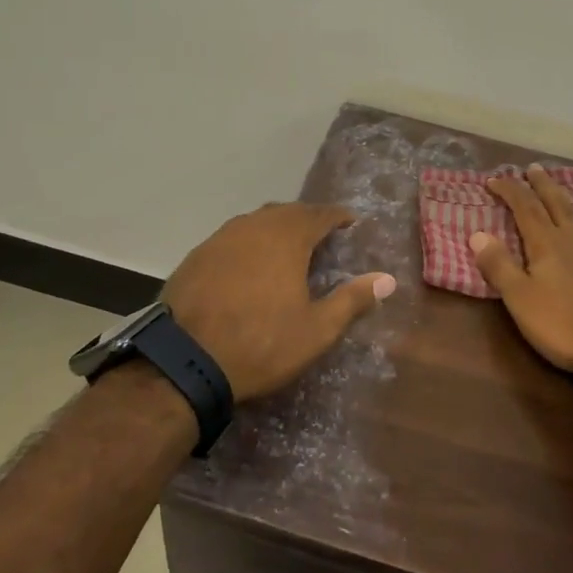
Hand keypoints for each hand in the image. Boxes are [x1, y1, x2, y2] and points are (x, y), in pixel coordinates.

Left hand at [162, 203, 395, 400]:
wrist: (184, 360)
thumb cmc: (261, 343)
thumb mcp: (316, 329)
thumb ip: (353, 300)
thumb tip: (388, 279)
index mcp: (287, 236)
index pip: (321, 213)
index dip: (339, 217)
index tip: (351, 224)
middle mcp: (254, 225)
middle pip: (288, 212)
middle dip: (308, 220)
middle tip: (322, 237)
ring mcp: (221, 237)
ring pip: (257, 222)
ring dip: (276, 230)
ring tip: (287, 250)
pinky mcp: (197, 255)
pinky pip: (232, 239)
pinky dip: (248, 245)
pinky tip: (249, 267)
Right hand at [469, 164, 572, 372]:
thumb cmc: (566, 325)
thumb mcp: (520, 300)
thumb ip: (499, 266)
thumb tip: (476, 233)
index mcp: (548, 246)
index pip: (525, 209)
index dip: (509, 191)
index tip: (495, 179)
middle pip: (560, 205)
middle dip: (545, 186)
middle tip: (536, 168)